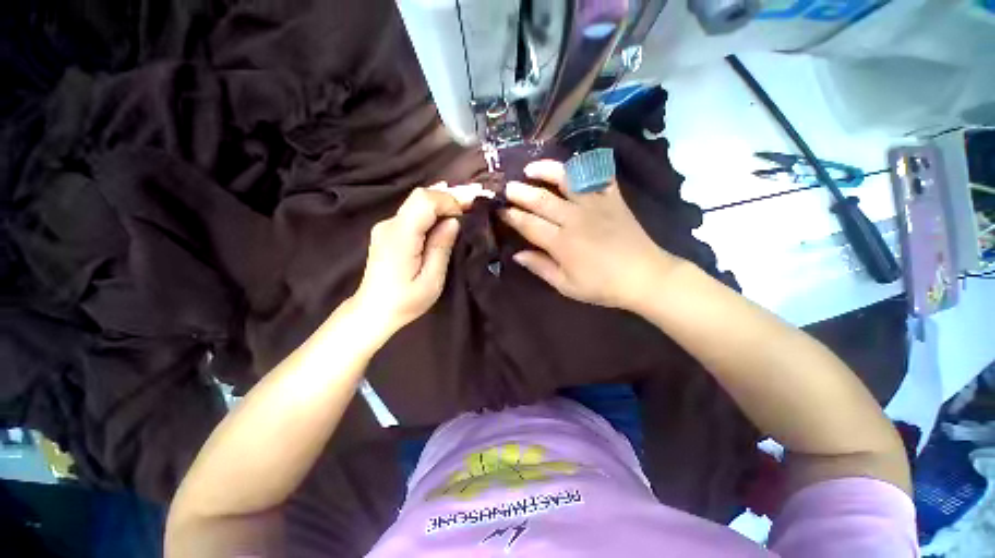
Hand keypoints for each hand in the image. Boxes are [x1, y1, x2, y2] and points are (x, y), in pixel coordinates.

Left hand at [352, 185, 468, 336]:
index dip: (448, 201)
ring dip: (441, 206)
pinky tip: (444, 222)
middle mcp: (389, 225)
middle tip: (471, 208)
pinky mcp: (388, 231)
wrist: (373, 311)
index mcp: (400, 237)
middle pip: (420, 197)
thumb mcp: (431, 280)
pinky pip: (413, 214)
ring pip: (417, 204)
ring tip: (462, 213)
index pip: (424, 200)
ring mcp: (386, 226)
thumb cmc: (405, 301)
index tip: (466, 214)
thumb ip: (441, 247)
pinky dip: (431, 214)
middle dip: (448, 199)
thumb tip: (453, 222)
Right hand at [500, 160, 682, 309]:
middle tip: (507, 187)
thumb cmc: (602, 286)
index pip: (528, 224)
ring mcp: (595, 205)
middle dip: (520, 192)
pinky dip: (586, 166)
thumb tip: (517, 255)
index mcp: (561, 242)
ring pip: (566, 180)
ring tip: (531, 168)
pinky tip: (573, 165)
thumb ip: (540, 267)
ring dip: (546, 171)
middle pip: (541, 200)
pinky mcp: (613, 199)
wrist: (645, 276)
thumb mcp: (566, 285)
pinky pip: (599, 176)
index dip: (511, 216)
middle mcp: (574, 218)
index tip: (499, 210)